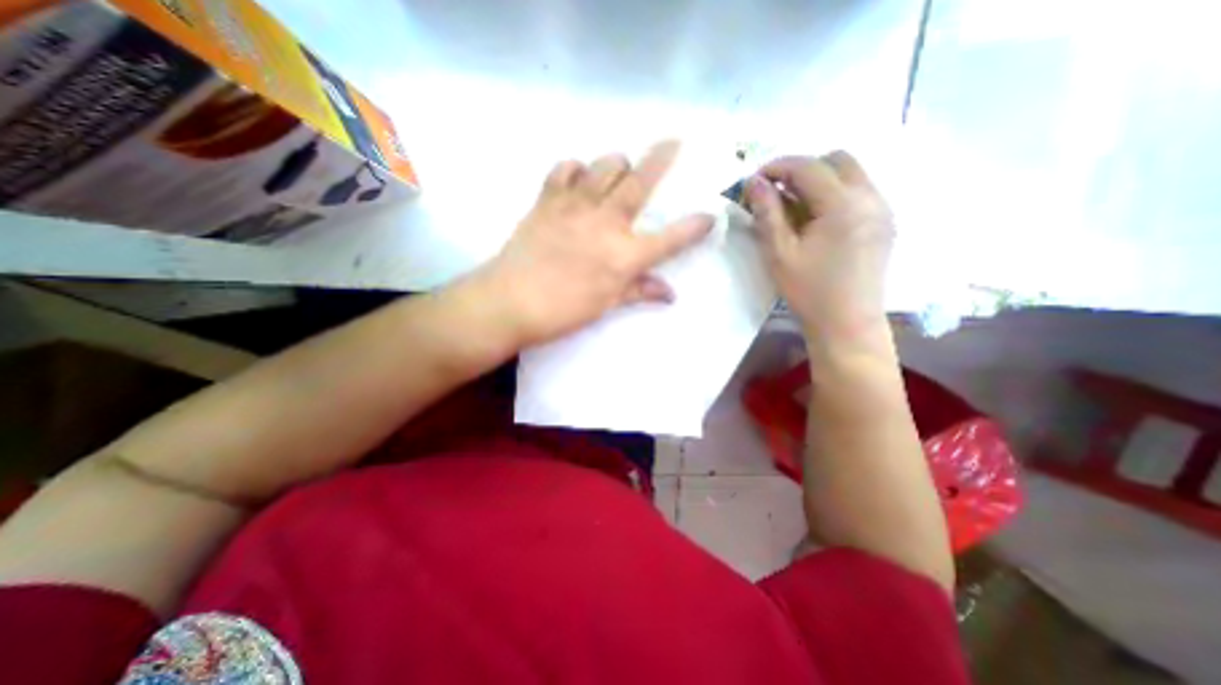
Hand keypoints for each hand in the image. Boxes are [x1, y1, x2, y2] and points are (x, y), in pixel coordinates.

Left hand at [469, 143, 717, 346]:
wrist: (511, 301)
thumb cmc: (563, 311)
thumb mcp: (606, 305)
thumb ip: (639, 291)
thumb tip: (670, 294)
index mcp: (625, 255)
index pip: (671, 238)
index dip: (694, 227)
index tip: (709, 217)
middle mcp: (607, 222)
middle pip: (641, 181)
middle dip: (662, 158)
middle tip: (673, 142)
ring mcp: (576, 205)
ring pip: (605, 165)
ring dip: (618, 163)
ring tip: (620, 168)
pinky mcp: (548, 199)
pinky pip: (566, 169)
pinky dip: (576, 168)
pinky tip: (578, 177)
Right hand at [744, 151, 893, 349]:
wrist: (848, 324)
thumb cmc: (809, 292)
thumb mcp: (779, 253)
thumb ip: (767, 213)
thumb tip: (754, 183)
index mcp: (843, 205)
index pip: (808, 167)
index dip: (777, 167)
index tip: (754, 181)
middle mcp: (870, 197)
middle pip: (836, 160)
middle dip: (801, 169)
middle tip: (776, 193)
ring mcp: (882, 209)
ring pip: (850, 174)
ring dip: (818, 181)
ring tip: (793, 208)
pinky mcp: (884, 222)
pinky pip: (859, 191)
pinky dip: (833, 194)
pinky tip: (816, 220)